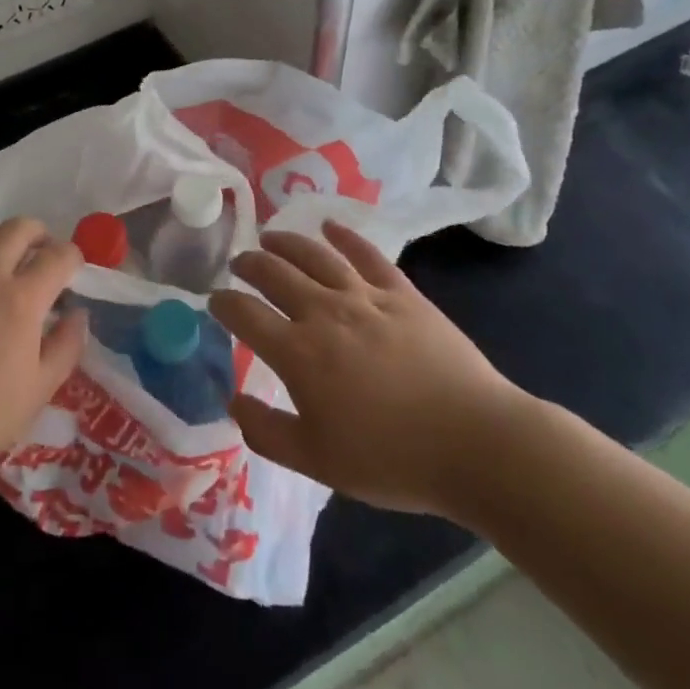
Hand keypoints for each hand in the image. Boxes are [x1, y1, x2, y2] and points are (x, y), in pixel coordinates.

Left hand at [0, 218, 86, 500]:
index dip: (73, 258)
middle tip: (41, 256)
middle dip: (39, 236)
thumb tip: (77, 314)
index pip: (58, 256)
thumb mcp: (38, 391)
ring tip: (2, 264)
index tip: (73, 270)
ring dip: (0, 241)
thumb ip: (66, 345)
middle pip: (19, 228)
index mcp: (20, 300)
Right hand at [209, 220, 533, 523]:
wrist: (474, 443)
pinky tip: (330, 226)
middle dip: (249, 264)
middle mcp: (323, 312)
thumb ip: (266, 432)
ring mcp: (364, 296)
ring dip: (285, 241)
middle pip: (274, 273)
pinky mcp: (401, 293)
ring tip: (269, 236)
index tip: (215, 299)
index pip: (245, 314)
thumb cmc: (391, 459)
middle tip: (238, 262)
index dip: (224, 302)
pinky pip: (366, 254)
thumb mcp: (317, 462)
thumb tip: (234, 400)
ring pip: (314, 255)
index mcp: (298, 353)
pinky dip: (344, 236)